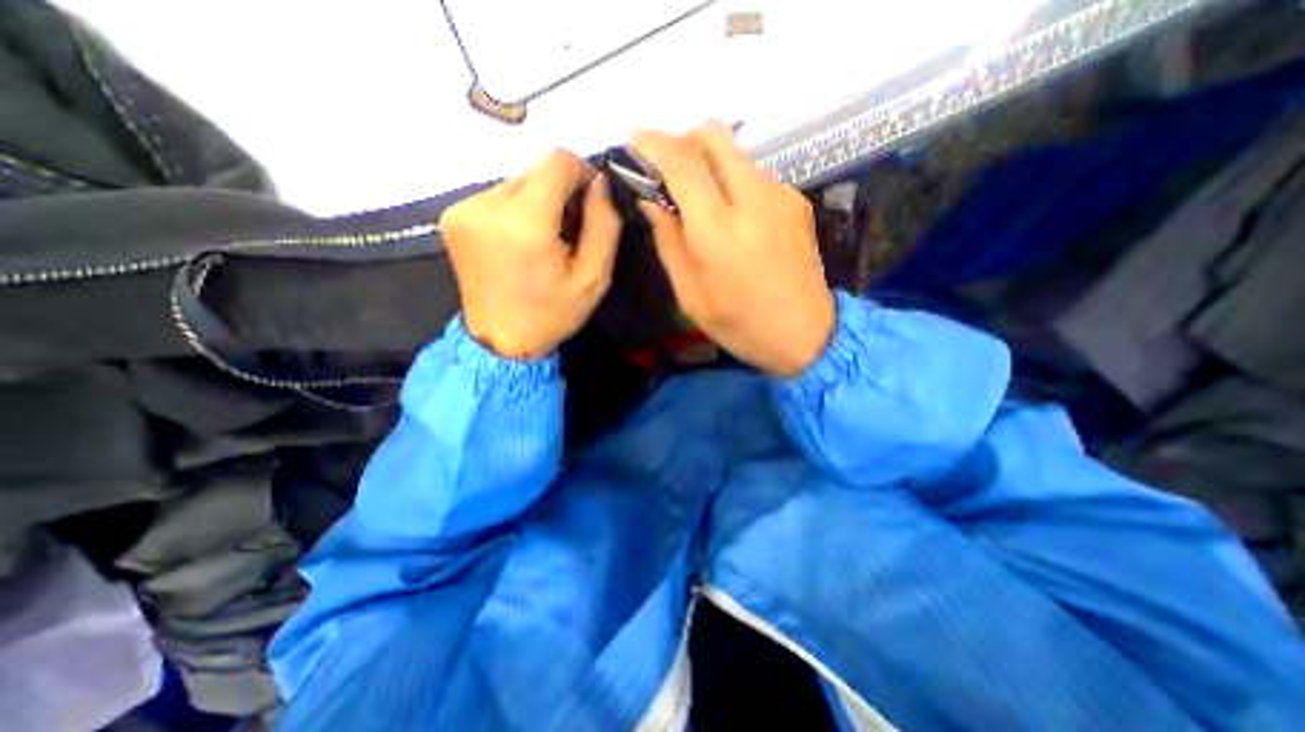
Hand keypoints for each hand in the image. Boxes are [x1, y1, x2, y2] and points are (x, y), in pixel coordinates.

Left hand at [439, 148, 620, 359]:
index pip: (556, 161)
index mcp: (524, 224)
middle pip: (535, 170)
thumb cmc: (552, 314)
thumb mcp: (594, 279)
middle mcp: (486, 206)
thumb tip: (599, 183)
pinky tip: (519, 241)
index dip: (580, 173)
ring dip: (537, 202)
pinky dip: (516, 210)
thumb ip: (603, 226)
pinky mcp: (452, 216)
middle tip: (568, 230)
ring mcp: (463, 209)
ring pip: (516, 181)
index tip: (589, 202)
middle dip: (559, 192)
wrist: (499, 341)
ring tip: (543, 240)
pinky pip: (496, 195)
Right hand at [632, 119, 834, 376]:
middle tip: (666, 167)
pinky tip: (733, 216)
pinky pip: (756, 176)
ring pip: (736, 154)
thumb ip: (668, 242)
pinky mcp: (797, 202)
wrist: (806, 335)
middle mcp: (753, 198)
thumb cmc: (740, 324)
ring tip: (699, 199)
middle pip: (714, 136)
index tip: (636, 140)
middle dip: (683, 140)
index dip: (654, 143)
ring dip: (709, 164)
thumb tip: (652, 202)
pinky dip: (734, 183)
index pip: (682, 162)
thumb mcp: (690, 294)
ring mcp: (781, 195)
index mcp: (718, 229)